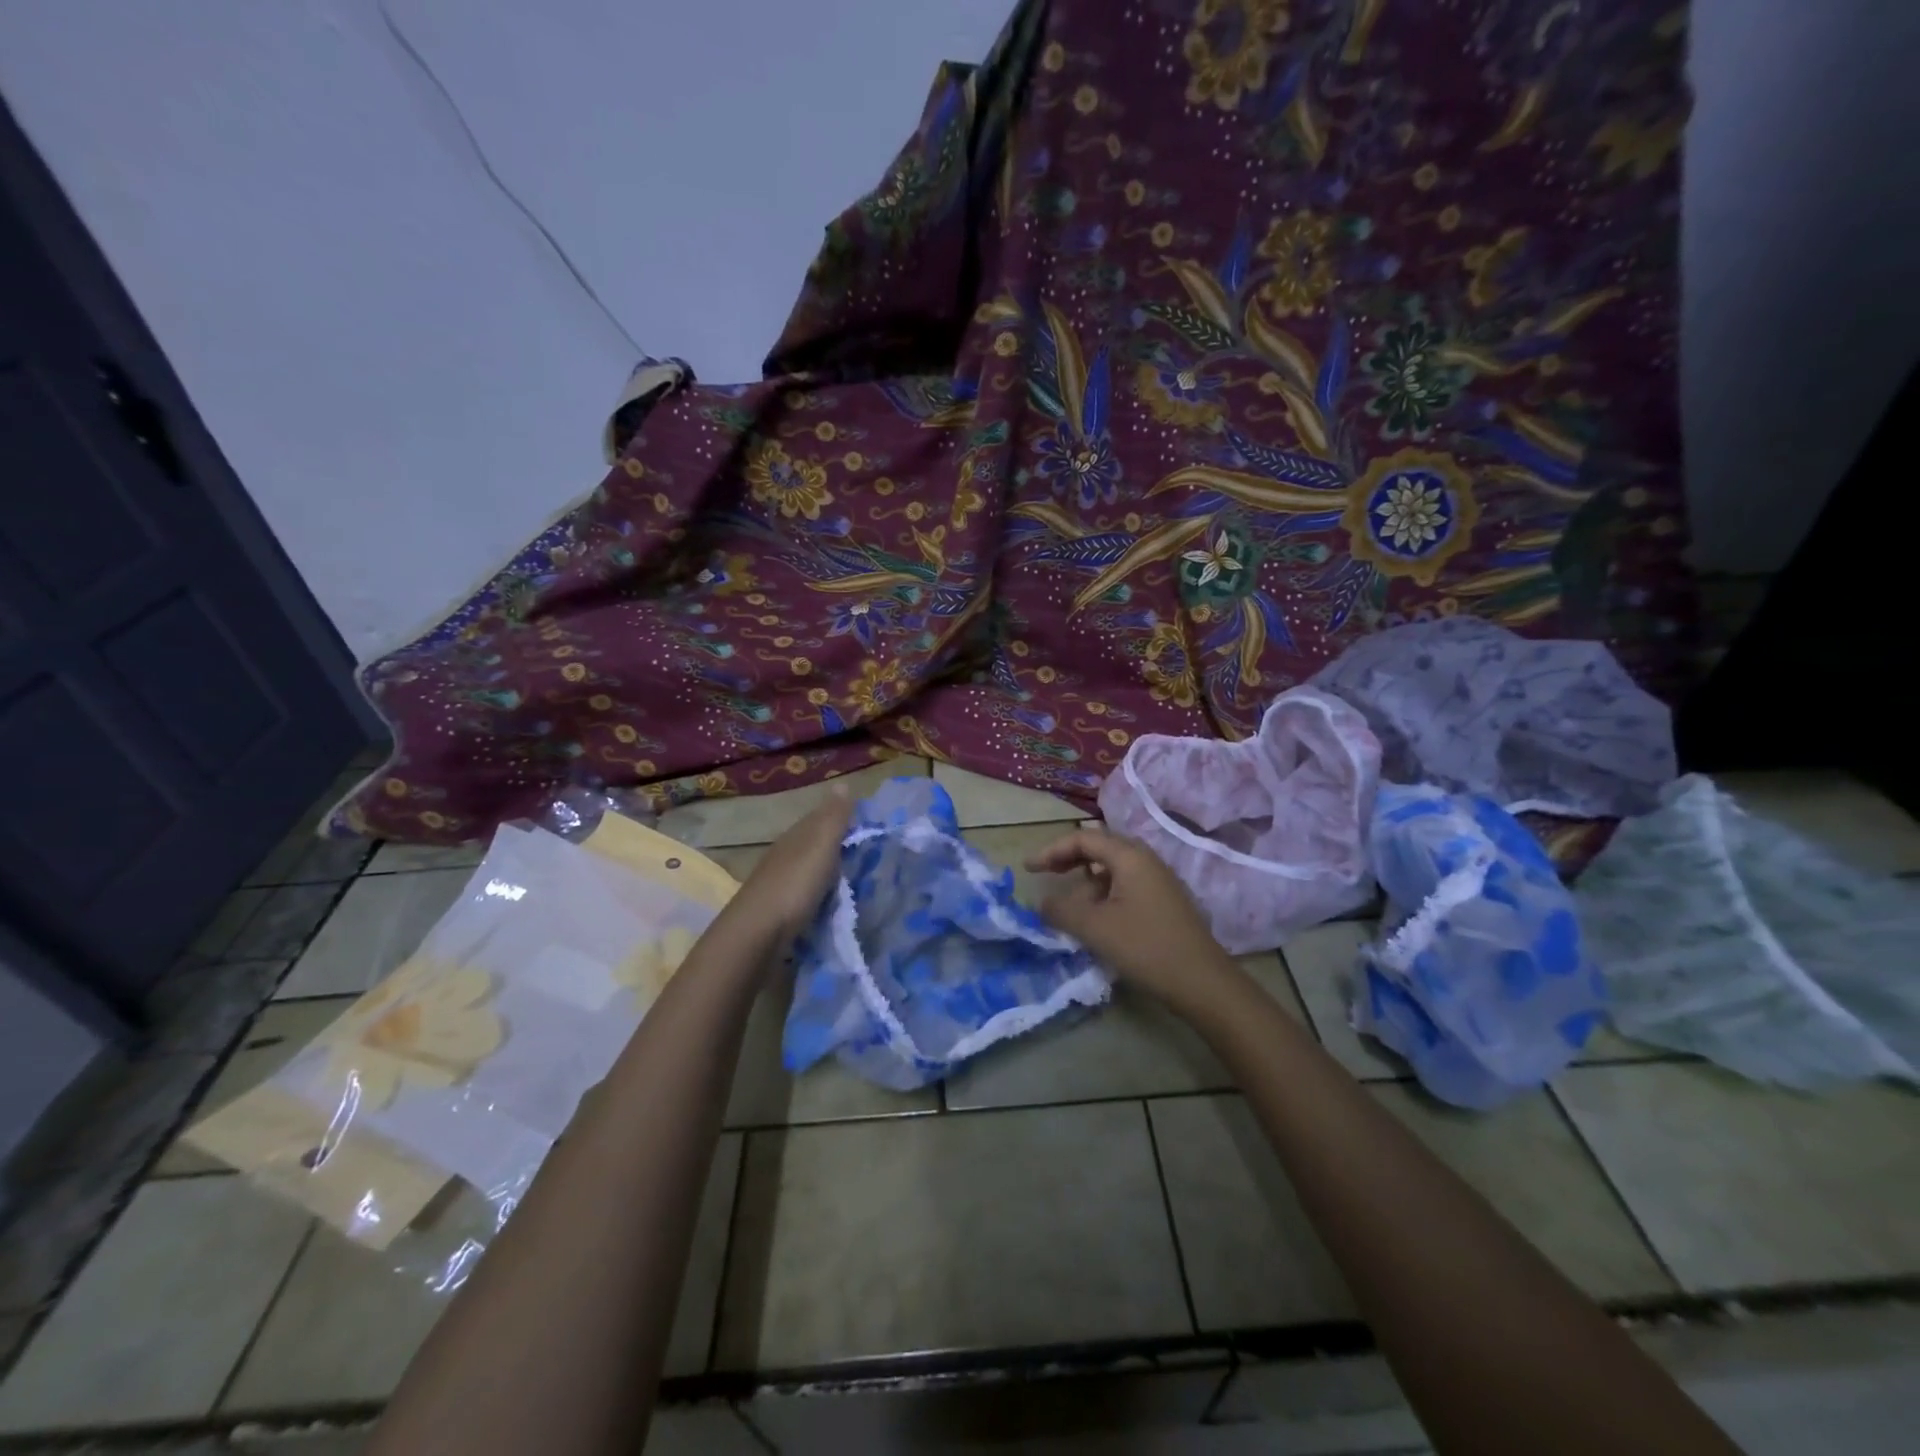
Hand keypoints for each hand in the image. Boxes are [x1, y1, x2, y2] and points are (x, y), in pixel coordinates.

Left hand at [726, 788, 853, 943]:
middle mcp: (785, 855)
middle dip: (836, 845)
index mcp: (795, 836)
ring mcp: (780, 884)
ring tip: (856, 879)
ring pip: (809, 869)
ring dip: (828, 871)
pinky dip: (821, 893)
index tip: (868, 824)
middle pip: (813, 844)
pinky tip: (833, 902)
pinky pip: (807, 894)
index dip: (841, 818)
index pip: (819, 818)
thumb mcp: (820, 845)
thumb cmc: (794, 884)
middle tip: (869, 853)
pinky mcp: (780, 911)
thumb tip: (843, 784)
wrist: (757, 935)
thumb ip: (833, 818)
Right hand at [1026, 827, 1241, 1016]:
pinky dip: (1103, 896)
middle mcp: (1146, 860)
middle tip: (1045, 877)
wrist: (1203, 982)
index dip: (1051, 851)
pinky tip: (1096, 921)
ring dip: (1086, 883)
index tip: (1028, 869)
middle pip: (1099, 849)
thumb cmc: (1145, 946)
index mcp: (1130, 856)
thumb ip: (1061, 911)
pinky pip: (1125, 888)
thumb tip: (1041, 903)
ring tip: (1069, 909)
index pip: (1083, 839)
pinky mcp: (1165, 903)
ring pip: (1112, 871)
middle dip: (1068, 861)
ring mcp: (1159, 882)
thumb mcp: (1095, 928)